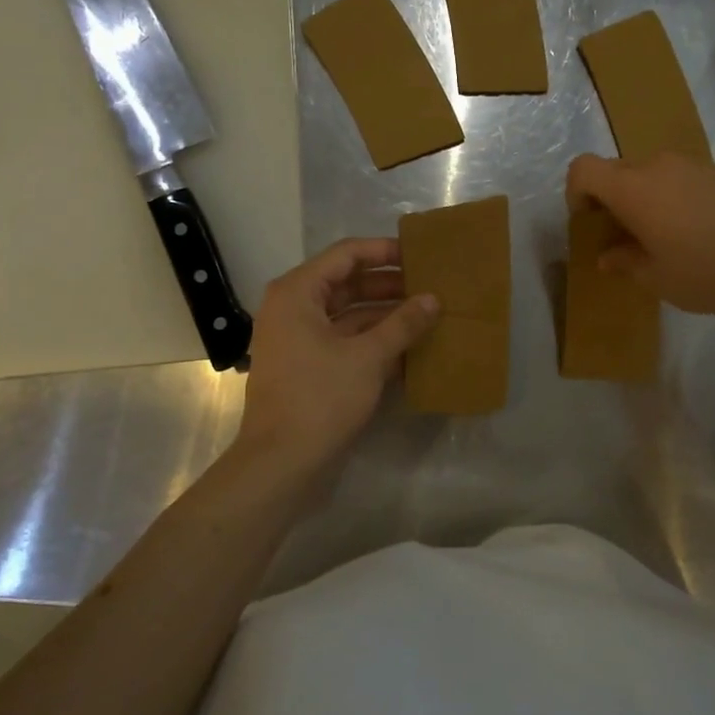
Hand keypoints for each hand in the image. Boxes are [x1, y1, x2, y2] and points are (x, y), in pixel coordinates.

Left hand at [234, 238, 437, 477]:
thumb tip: (433, 299)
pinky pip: (346, 341)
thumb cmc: (320, 398)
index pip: (346, 255)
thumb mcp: (368, 357)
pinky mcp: (309, 366)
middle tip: (431, 284)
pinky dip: (375, 341)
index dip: (384, 251)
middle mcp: (294, 308)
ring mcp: (300, 339)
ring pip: (349, 314)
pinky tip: (412, 347)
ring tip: (428, 314)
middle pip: (348, 283)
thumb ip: (403, 323)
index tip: (421, 255)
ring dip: (386, 314)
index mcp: (298, 293)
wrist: (281, 463)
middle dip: (390, 284)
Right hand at [566, 152, 714, 322]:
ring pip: (652, 171)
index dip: (576, 193)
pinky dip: (676, 195)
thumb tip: (608, 255)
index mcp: (633, 188)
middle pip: (618, 170)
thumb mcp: (655, 277)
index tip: (590, 222)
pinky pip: (683, 176)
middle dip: (611, 198)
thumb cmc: (704, 274)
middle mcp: (659, 165)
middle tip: (624, 234)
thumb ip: (624, 260)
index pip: (583, 169)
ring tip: (663, 232)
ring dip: (645, 195)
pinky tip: (697, 228)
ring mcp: (694, 164)